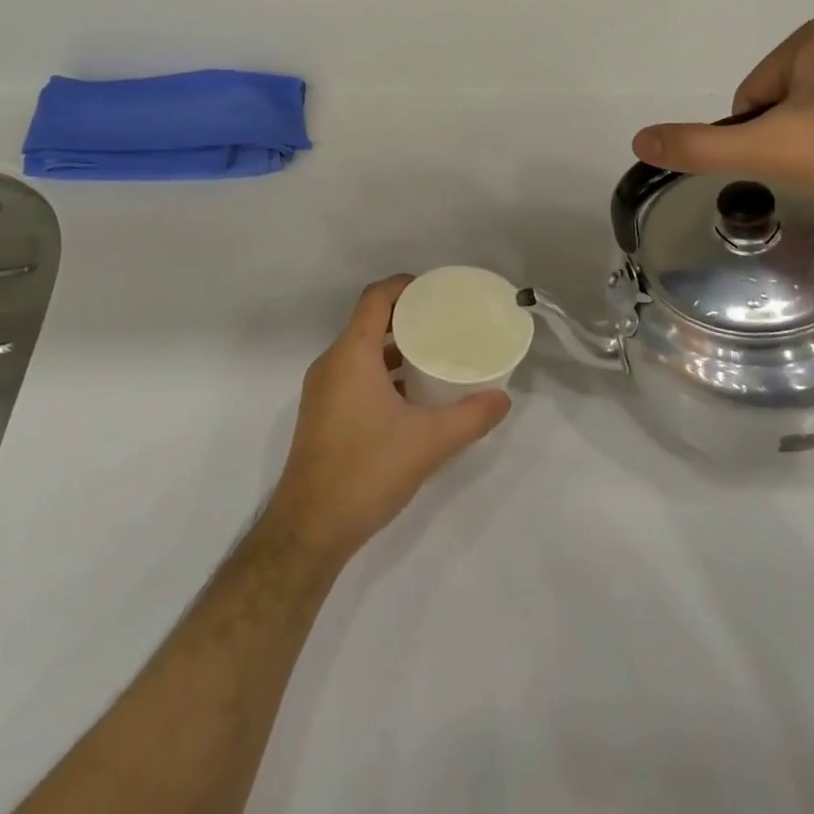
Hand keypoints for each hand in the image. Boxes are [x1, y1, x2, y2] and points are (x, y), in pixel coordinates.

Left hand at [266, 276, 510, 563]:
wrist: (310, 528)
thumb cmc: (368, 470)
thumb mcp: (430, 442)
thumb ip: (471, 417)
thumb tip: (503, 398)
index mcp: (352, 354)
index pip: (375, 298)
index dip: (405, 286)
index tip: (436, 290)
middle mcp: (331, 363)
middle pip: (368, 321)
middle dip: (405, 316)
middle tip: (444, 321)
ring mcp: (322, 390)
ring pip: (360, 351)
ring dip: (393, 347)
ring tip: (432, 354)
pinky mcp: (321, 414)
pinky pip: (353, 374)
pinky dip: (380, 372)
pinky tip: (409, 395)